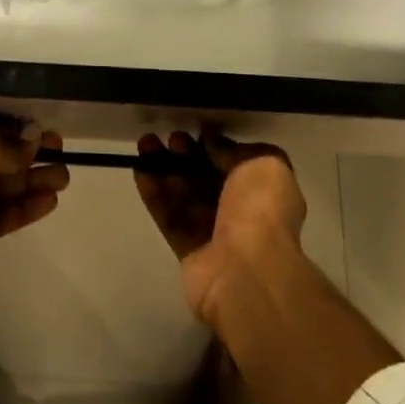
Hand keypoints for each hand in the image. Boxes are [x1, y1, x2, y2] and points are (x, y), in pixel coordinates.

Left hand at [0, 113, 70, 274]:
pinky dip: (25, 208)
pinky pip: (1, 215)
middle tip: (59, 150)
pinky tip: (51, 201)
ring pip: (2, 188)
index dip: (12, 127)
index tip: (39, 128)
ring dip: (32, 182)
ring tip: (64, 178)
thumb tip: (35, 137)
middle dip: (28, 155)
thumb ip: (11, 141)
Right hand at [136, 128, 305, 321]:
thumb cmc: (260, 210)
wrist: (246, 272)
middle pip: (207, 178)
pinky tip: (140, 170)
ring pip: (185, 195)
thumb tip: (211, 141)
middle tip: (170, 138)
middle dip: (187, 156)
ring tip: (145, 143)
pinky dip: (154, 193)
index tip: (196, 131)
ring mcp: (215, 233)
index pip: (236, 163)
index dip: (215, 146)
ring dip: (165, 168)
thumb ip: (234, 149)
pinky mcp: (188, 250)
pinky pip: (169, 216)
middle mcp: (242, 212)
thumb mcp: (262, 163)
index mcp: (265, 191)